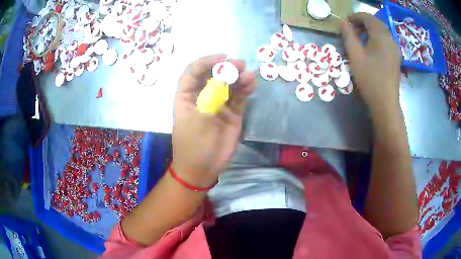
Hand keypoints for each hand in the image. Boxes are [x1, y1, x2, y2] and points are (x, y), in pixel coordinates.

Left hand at [172, 54, 255, 186]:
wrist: (203, 169)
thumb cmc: (193, 146)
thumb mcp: (199, 120)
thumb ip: (212, 97)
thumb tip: (225, 77)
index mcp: (186, 96)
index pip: (193, 72)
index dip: (206, 62)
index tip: (222, 58)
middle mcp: (202, 96)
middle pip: (213, 75)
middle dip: (225, 68)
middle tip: (240, 65)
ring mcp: (218, 104)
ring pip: (228, 85)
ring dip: (238, 77)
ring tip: (249, 75)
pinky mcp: (232, 113)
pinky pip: (239, 97)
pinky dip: (245, 89)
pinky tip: (252, 84)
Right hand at [340, 13, 400, 115]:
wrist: (385, 102)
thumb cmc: (369, 78)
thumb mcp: (355, 55)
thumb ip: (348, 35)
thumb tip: (343, 22)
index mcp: (380, 35)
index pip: (367, 17)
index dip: (355, 16)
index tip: (345, 21)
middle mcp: (390, 38)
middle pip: (376, 22)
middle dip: (363, 22)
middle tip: (352, 28)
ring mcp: (395, 48)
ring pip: (382, 31)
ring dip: (370, 30)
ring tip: (360, 37)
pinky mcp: (396, 57)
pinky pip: (386, 40)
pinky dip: (377, 37)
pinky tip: (371, 46)